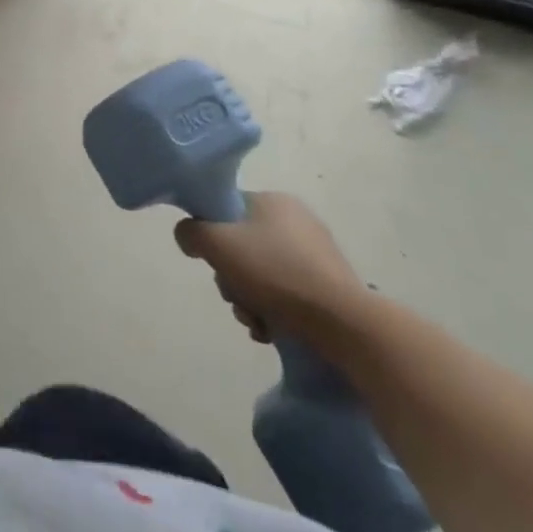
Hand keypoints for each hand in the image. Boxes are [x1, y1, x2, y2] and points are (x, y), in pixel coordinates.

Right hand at [174, 192, 365, 344]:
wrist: (343, 324)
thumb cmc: (274, 273)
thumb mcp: (216, 243)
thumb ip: (191, 232)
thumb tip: (189, 236)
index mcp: (273, 201)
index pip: (225, 210)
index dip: (211, 236)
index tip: (212, 262)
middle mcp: (297, 221)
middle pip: (242, 246)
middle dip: (231, 278)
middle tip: (234, 296)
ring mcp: (317, 255)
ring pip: (262, 273)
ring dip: (248, 299)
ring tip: (255, 321)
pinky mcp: (330, 287)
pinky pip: (287, 293)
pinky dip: (273, 311)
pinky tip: (271, 330)